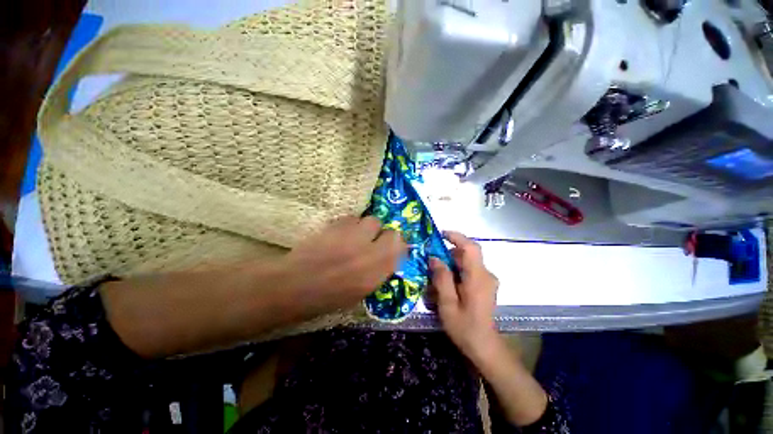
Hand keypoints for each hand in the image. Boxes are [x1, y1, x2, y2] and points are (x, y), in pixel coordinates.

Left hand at [284, 216, 407, 315]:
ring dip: (366, 228)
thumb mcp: (360, 291)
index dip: (397, 245)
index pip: (400, 247)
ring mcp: (352, 236)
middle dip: (383, 235)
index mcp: (376, 272)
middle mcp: (369, 251)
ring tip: (354, 236)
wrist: (294, 286)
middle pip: (389, 231)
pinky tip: (339, 233)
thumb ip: (378, 271)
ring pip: (371, 220)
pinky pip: (351, 218)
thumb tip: (388, 256)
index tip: (391, 247)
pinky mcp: (336, 226)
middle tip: (371, 241)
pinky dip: (349, 224)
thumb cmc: (327, 297)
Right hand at [430, 231, 500, 362]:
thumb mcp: (448, 304)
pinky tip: (447, 284)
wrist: (485, 347)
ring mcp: (487, 280)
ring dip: (451, 263)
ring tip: (437, 276)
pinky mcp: (485, 285)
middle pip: (467, 254)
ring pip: (467, 262)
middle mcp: (486, 275)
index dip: (457, 237)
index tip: (441, 234)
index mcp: (478, 277)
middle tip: (432, 263)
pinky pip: (470, 270)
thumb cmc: (465, 327)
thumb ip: (441, 279)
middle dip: (448, 254)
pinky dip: (457, 271)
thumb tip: (434, 258)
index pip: (471, 247)